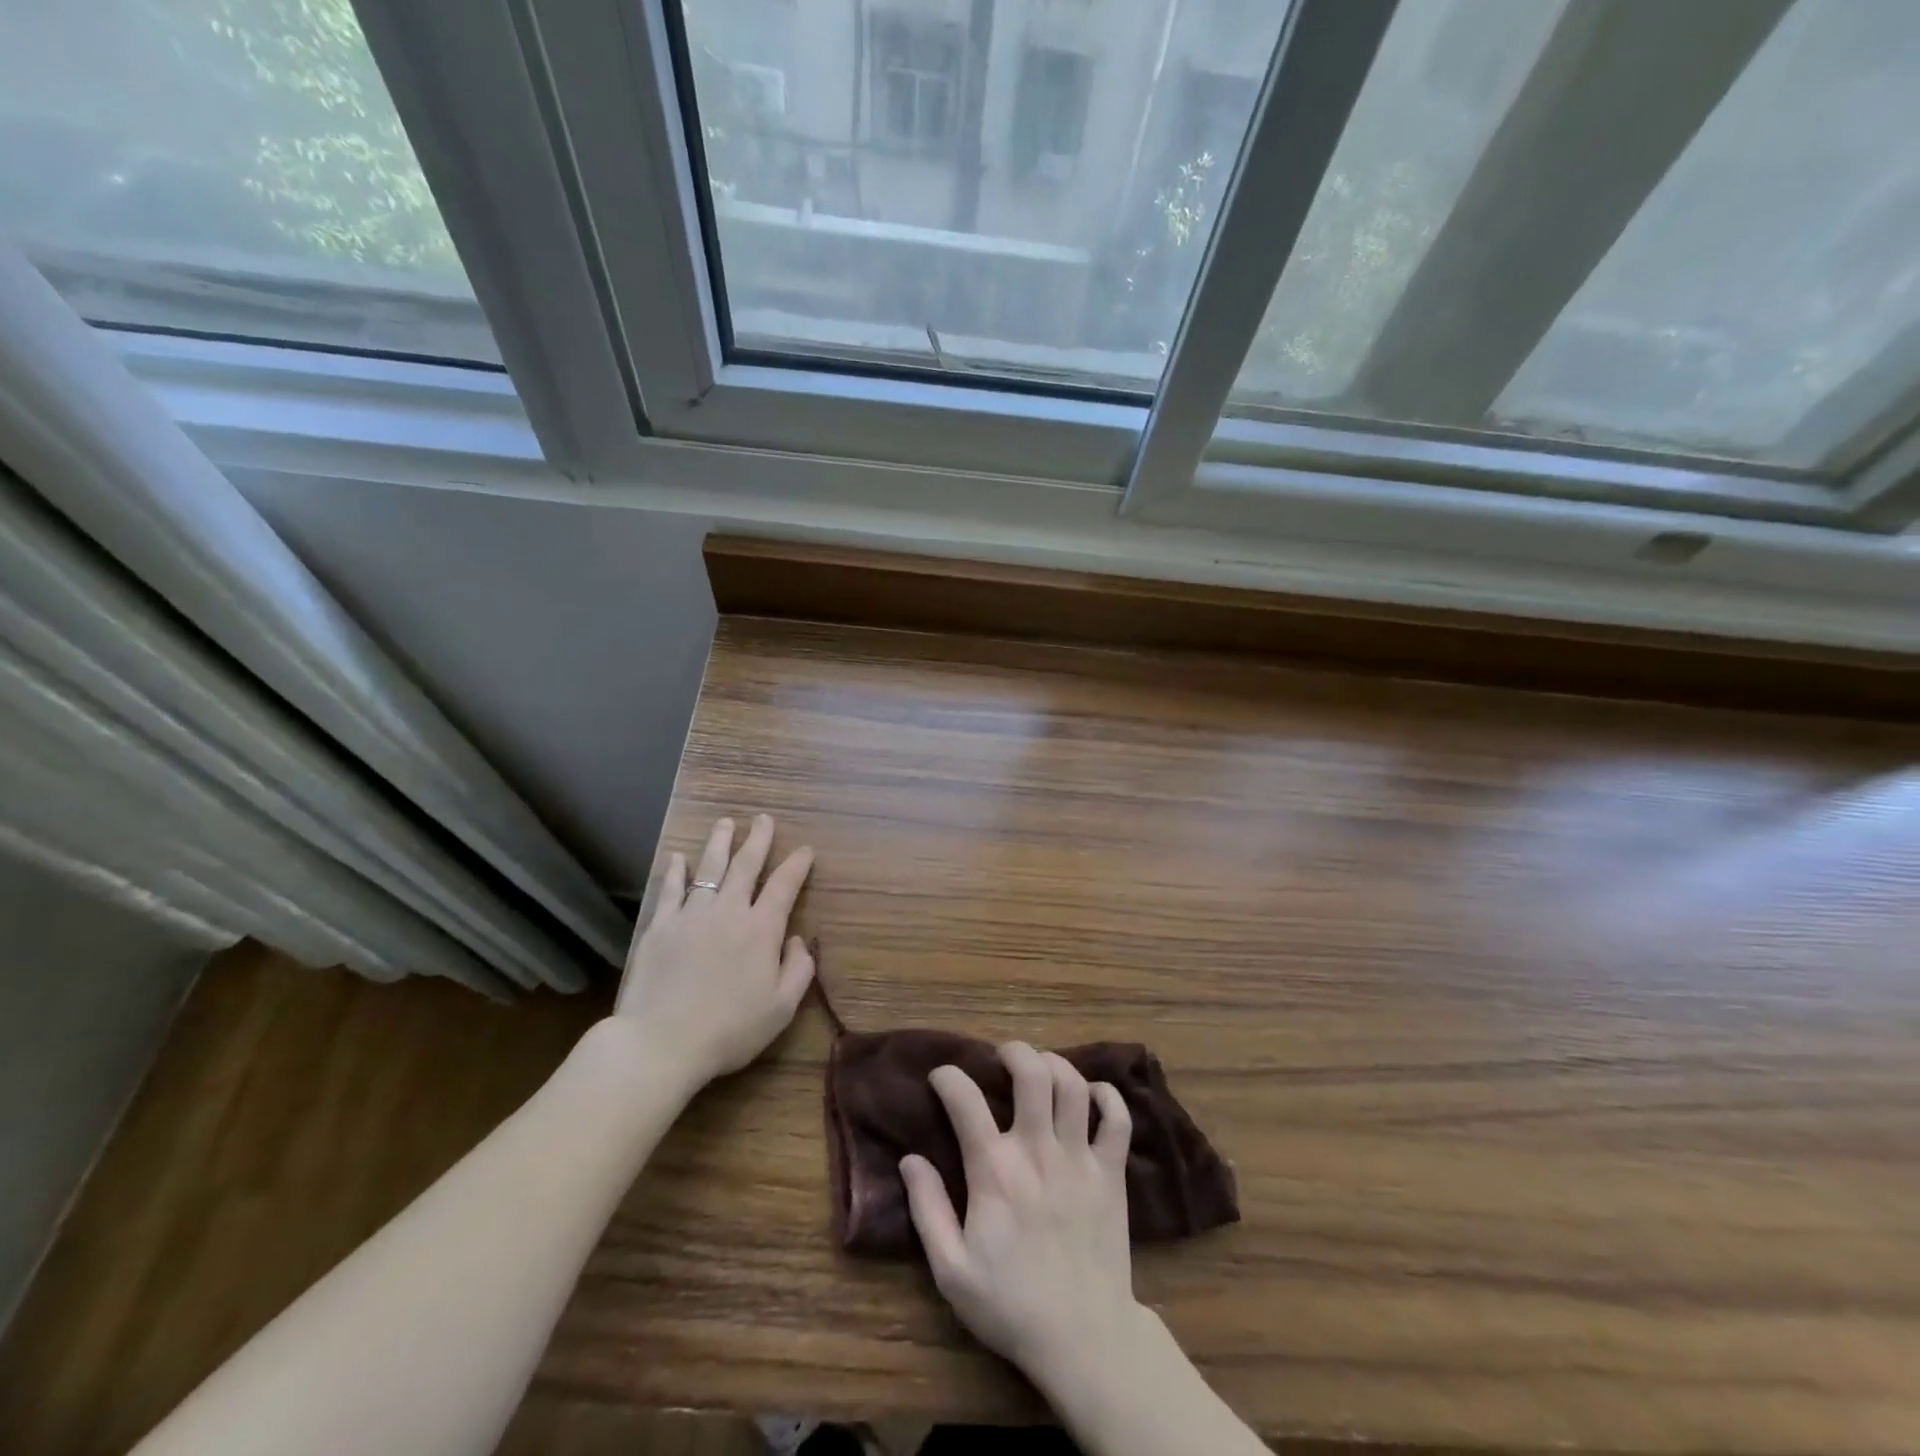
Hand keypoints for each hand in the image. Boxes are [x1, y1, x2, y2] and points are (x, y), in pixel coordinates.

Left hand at [613, 814, 814, 1087]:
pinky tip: (677, 857)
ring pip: (709, 868)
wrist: (661, 1042)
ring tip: (725, 823)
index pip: (784, 886)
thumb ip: (799, 970)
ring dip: (719, 843)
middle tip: (764, 818)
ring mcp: (691, 915)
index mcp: (761, 930)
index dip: (797, 865)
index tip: (805, 850)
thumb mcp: (781, 1008)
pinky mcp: (659, 927)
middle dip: (758, 839)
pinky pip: (670, 890)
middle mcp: (728, 911)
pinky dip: (675, 871)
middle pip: (746, 865)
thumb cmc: (730, 1029)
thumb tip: (800, 940)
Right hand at [899, 1042, 1147, 1384]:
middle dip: (1014, 1051)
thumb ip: (928, 1210)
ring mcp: (1080, 1159)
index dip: (949, 1078)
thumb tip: (910, 1159)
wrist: (1084, 1339)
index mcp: (995, 1173)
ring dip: (1055, 1065)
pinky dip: (1107, 1096)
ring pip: (1073, 1086)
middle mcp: (1038, 1152)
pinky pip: (1118, 1119)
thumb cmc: (1011, 1305)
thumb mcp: (951, 1270)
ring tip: (1042, 1069)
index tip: (942, 1077)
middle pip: (1032, 1073)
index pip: (966, 1101)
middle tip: (1002, 1056)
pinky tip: (1092, 1094)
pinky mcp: (1111, 1173)